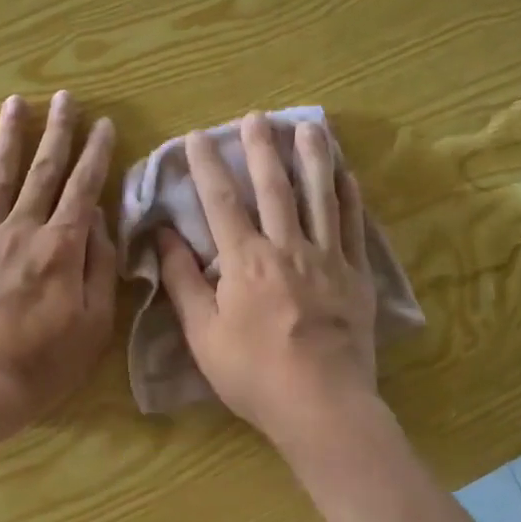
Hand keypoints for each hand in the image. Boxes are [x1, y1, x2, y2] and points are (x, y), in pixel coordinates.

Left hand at [0, 92, 116, 437]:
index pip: (85, 189)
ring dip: (9, 136)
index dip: (96, 155)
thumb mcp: (94, 326)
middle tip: (65, 97)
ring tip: (16, 103)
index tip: (104, 124)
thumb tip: (100, 222)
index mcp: (61, 248)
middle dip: (58, 132)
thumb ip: (100, 269)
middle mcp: (22, 230)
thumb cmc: (42, 366)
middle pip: (44, 172)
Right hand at [157, 113, 380, 451]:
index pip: (220, 202)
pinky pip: (354, 225)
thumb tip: (164, 236)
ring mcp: (328, 258)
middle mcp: (287, 247)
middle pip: (273, 187)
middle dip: (261, 148)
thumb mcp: (203, 334)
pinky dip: (349, 195)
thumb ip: (183, 282)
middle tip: (255, 117)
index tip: (197, 137)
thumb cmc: (253, 374)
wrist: (321, 404)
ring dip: (312, 157)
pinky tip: (346, 173)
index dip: (206, 166)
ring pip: (319, 196)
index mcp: (245, 261)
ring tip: (308, 125)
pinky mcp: (356, 274)